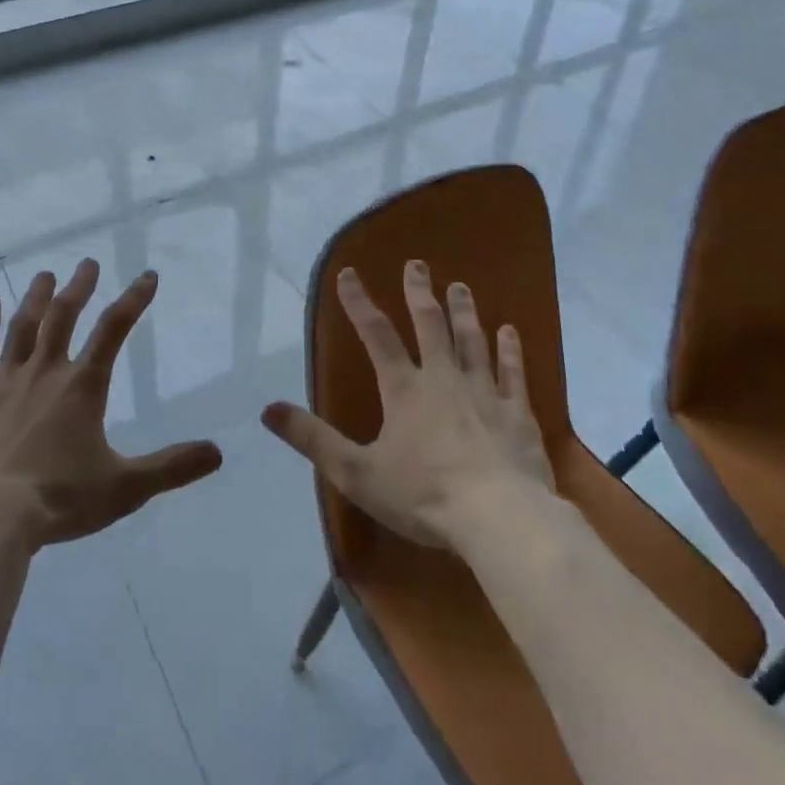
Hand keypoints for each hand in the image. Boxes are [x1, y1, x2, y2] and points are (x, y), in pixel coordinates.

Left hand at [0, 259, 222, 547]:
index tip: (148, 276)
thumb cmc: (57, 500)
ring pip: (23, 327)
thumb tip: (218, 452)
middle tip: (88, 263)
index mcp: (82, 387)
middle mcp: (45, 372)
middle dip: (79, 288)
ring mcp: (4, 382)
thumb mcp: (123, 488)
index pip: (114, 330)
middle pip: (64, 317)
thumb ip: (170, 468)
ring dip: (36, 298)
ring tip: (45, 274)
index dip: (134, 300)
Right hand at [262, 260, 554, 548]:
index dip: (359, 303)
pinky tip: (510, 331)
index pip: (375, 334)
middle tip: (417, 264)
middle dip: (419, 292)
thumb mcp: (356, 473)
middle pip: (430, 324)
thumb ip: (313, 439)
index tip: (348, 274)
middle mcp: (443, 378)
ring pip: (472, 340)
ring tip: (460, 287)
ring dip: (464, 311)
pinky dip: (510, 350)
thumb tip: (268, 410)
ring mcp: (484, 392)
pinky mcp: (516, 413)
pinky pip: (512, 372)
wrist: (500, 519)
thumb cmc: (424, 496)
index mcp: (404, 389)